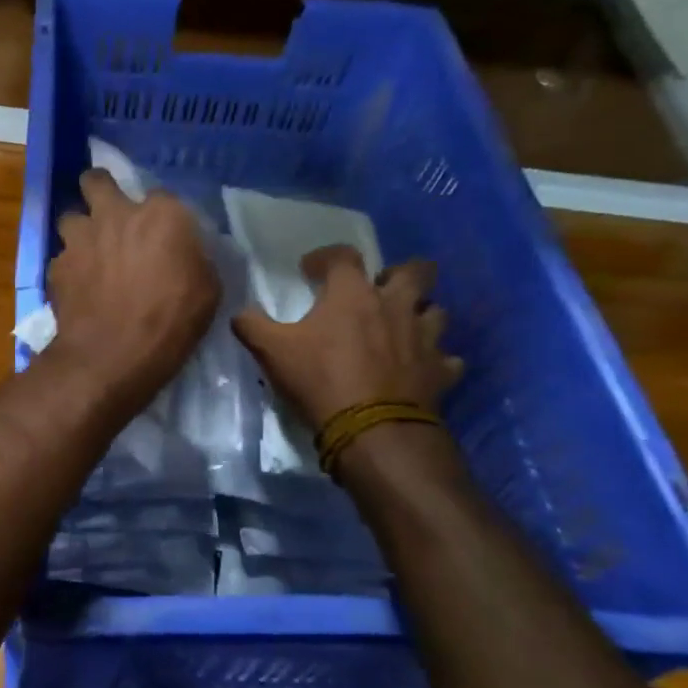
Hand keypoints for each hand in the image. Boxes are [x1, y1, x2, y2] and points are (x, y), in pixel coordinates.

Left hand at [44, 170, 218, 406]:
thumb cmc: (172, 322)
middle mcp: (115, 213)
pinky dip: (69, 269)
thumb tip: (185, 254)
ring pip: (70, 217)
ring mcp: (80, 238)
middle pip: (96, 181)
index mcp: (161, 214)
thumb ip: (193, 258)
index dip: (161, 215)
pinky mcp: (56, 266)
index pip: (161, 196)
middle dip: (100, 191)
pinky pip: (61, 258)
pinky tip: (78, 289)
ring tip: (88, 253)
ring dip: (80, 231)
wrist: (113, 355)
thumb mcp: (207, 289)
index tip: (163, 234)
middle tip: (109, 214)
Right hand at [233, 250, 462, 429]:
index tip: (311, 270)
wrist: (372, 431)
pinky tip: (422, 368)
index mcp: (353, 294)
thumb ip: (252, 325)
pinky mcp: (440, 371)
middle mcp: (395, 305)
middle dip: (400, 273)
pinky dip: (436, 361)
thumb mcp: (271, 351)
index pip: (343, 255)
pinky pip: (447, 359)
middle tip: (379, 290)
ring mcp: (424, 338)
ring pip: (436, 311)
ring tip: (402, 327)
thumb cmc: (320, 380)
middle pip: (415, 270)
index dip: (325, 257)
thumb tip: (241, 312)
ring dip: (421, 315)